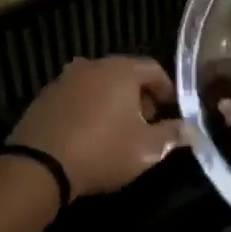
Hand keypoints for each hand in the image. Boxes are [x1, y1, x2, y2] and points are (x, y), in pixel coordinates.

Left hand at [9, 56, 186, 198]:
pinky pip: (77, 97)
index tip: (172, 111)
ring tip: (117, 130)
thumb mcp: (147, 149)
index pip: (154, 69)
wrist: (39, 165)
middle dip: (140, 96)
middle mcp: (92, 66)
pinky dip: (89, 108)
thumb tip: (191, 129)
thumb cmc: (103, 151)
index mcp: (121, 71)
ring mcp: (65, 79)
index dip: (168, 90)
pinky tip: (89, 134)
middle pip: (126, 74)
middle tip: (147, 124)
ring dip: (113, 102)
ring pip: (99, 85)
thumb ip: (173, 135)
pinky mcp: (45, 97)